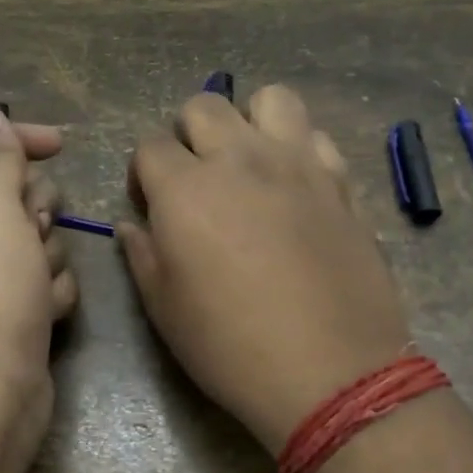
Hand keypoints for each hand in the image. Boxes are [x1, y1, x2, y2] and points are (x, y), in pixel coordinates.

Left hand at [0, 107, 77, 456]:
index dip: (12, 136)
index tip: (59, 145)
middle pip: (9, 189)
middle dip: (34, 206)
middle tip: (31, 228)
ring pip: (36, 236)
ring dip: (47, 254)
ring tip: (34, 284)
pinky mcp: (9, 312)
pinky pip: (44, 279)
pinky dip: (50, 292)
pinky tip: (41, 315)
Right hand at [119, 86, 411, 455]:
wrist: (330, 374)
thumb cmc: (231, 347)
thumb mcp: (164, 309)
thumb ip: (141, 254)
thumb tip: (131, 225)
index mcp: (185, 189)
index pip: (149, 145)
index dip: (143, 173)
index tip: (151, 206)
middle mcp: (240, 160)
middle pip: (204, 105)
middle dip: (189, 135)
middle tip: (197, 180)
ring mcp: (298, 165)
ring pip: (271, 99)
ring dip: (251, 121)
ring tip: (250, 163)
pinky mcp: (341, 184)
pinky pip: (317, 138)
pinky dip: (300, 149)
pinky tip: (297, 186)